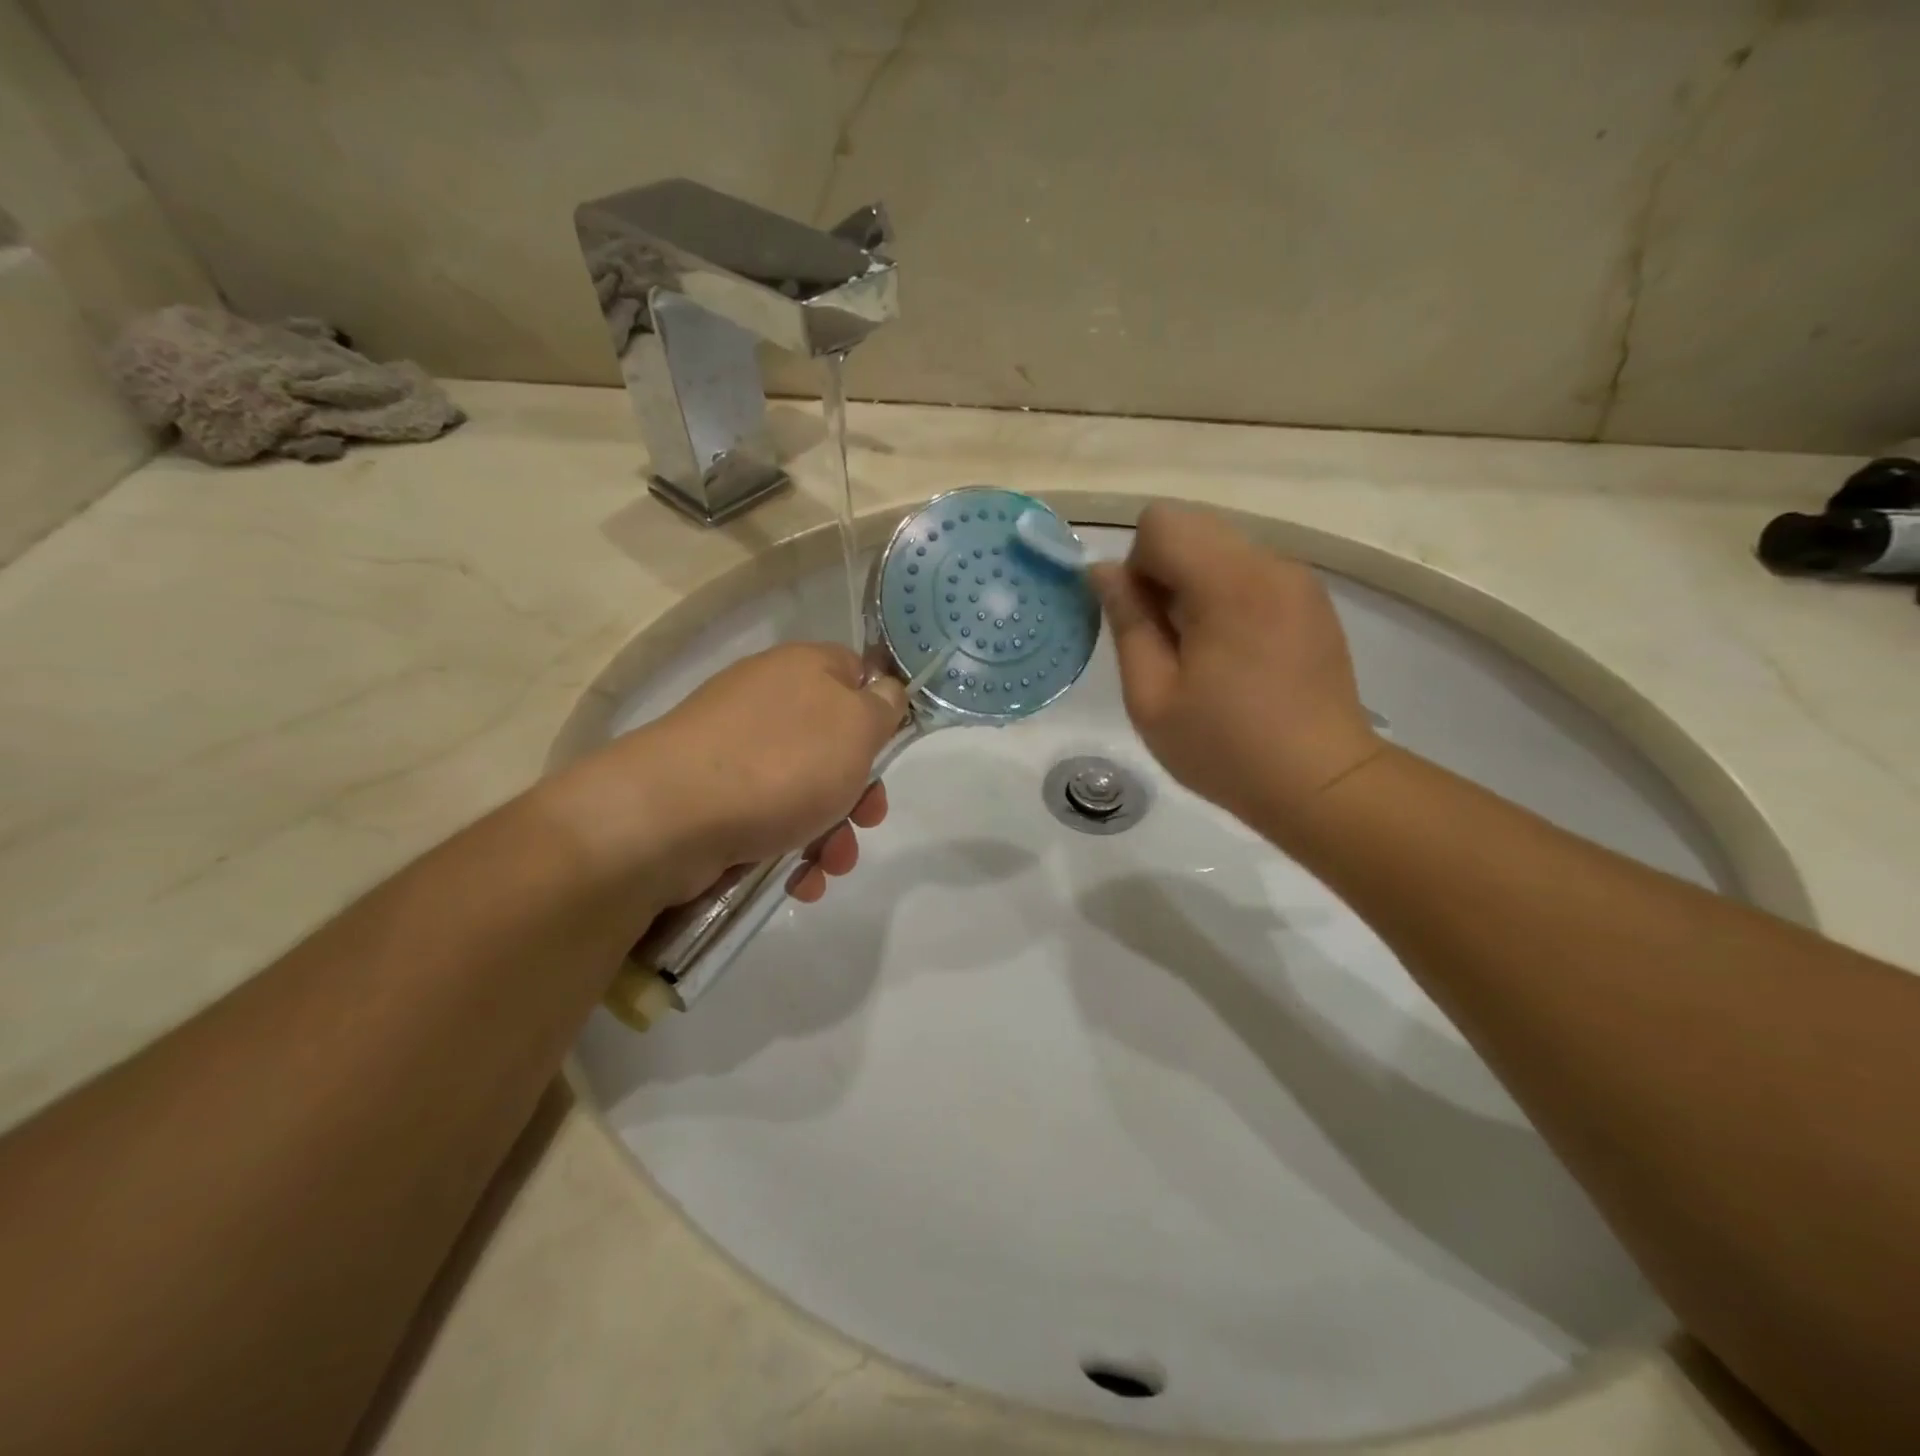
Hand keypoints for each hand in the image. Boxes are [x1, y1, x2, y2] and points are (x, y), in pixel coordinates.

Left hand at [552, 643, 907, 907]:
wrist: (668, 817)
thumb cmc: (781, 764)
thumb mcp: (856, 727)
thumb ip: (882, 706)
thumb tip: (885, 689)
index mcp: (802, 670)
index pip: (854, 672)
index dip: (879, 710)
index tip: (889, 751)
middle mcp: (766, 702)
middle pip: (832, 742)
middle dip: (858, 791)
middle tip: (868, 821)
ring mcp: (733, 750)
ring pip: (803, 789)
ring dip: (830, 833)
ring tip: (829, 867)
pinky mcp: (710, 796)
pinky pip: (766, 818)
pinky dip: (788, 850)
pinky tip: (796, 882)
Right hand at [1089, 503, 1382, 835]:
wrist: (1322, 784)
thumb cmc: (1226, 748)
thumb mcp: (1152, 697)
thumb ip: (1127, 623)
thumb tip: (1101, 571)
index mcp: (1229, 584)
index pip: (1161, 521)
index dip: (1136, 565)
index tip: (1145, 623)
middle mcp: (1270, 564)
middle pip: (1192, 526)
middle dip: (1164, 571)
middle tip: (1170, 641)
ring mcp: (1298, 579)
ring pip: (1221, 548)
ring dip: (1195, 585)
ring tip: (1204, 652)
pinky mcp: (1312, 599)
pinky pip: (1250, 572)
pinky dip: (1226, 596)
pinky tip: (1236, 655)